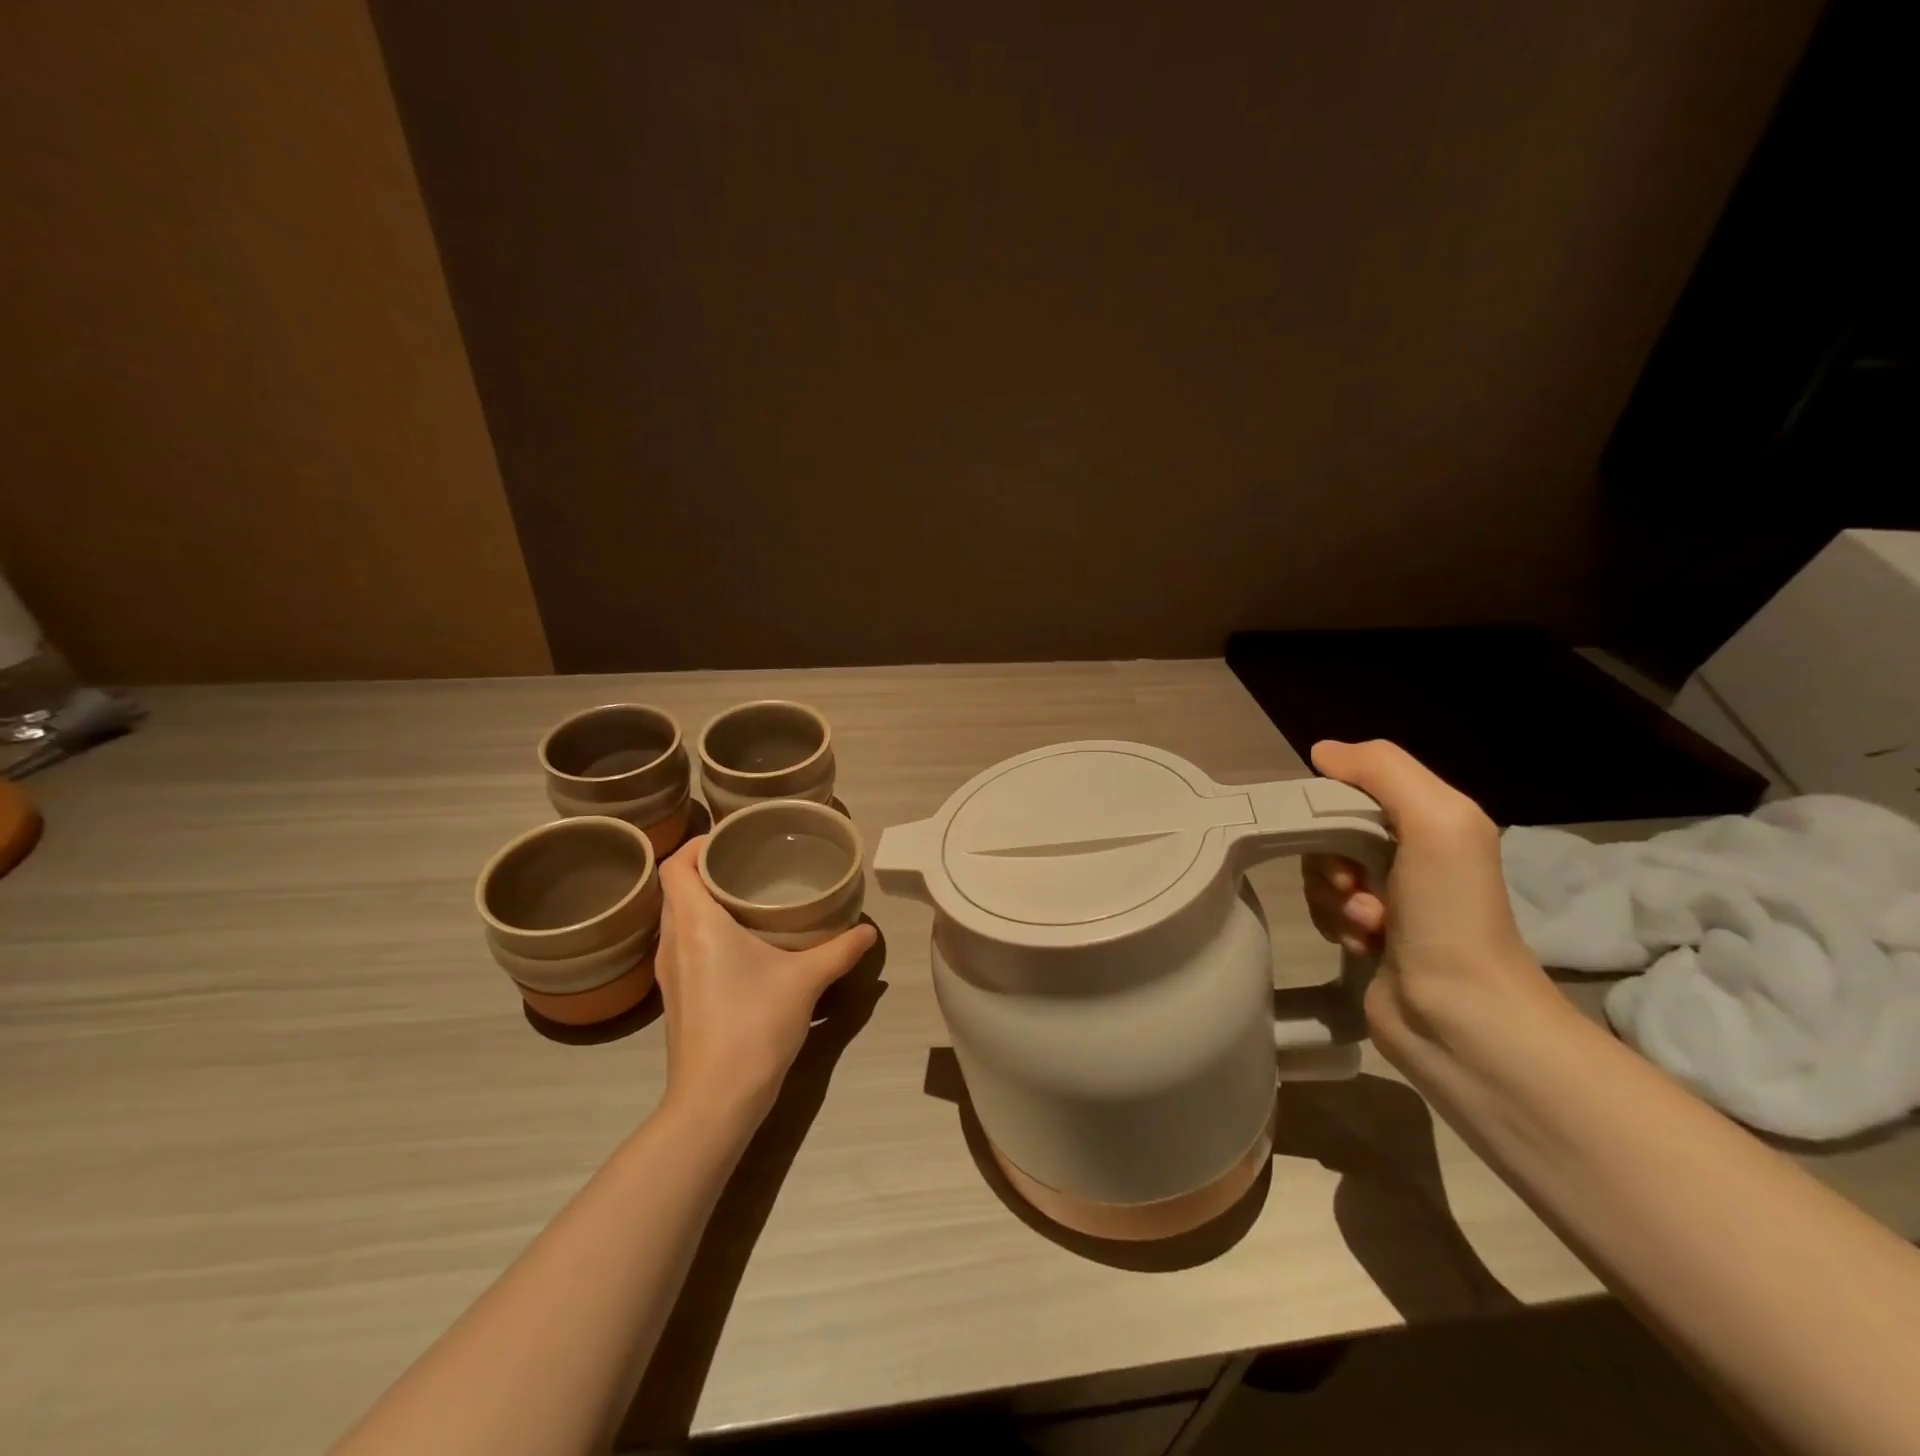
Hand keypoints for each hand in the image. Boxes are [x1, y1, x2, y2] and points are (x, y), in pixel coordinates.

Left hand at [654, 837, 877, 1125]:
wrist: (716, 1099)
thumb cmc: (754, 1024)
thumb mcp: (806, 981)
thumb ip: (839, 950)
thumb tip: (868, 931)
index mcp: (695, 924)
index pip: (674, 866)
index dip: (696, 845)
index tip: (730, 839)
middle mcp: (672, 942)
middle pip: (676, 889)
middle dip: (706, 870)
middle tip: (749, 863)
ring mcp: (669, 973)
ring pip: (677, 919)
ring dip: (704, 902)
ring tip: (747, 897)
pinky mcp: (676, 996)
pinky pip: (683, 945)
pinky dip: (704, 930)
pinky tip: (741, 944)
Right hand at [1303, 740, 1555, 1055]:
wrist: (1461, 1018)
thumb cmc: (1452, 914)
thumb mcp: (1437, 821)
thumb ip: (1383, 771)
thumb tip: (1321, 752)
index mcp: (1432, 820)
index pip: (1355, 788)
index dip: (1332, 806)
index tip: (1333, 834)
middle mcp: (1410, 854)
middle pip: (1331, 832)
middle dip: (1331, 859)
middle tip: (1352, 885)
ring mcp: (1388, 898)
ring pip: (1321, 873)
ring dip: (1333, 897)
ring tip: (1369, 925)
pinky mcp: (1367, 936)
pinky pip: (1324, 910)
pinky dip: (1334, 924)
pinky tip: (1363, 944)